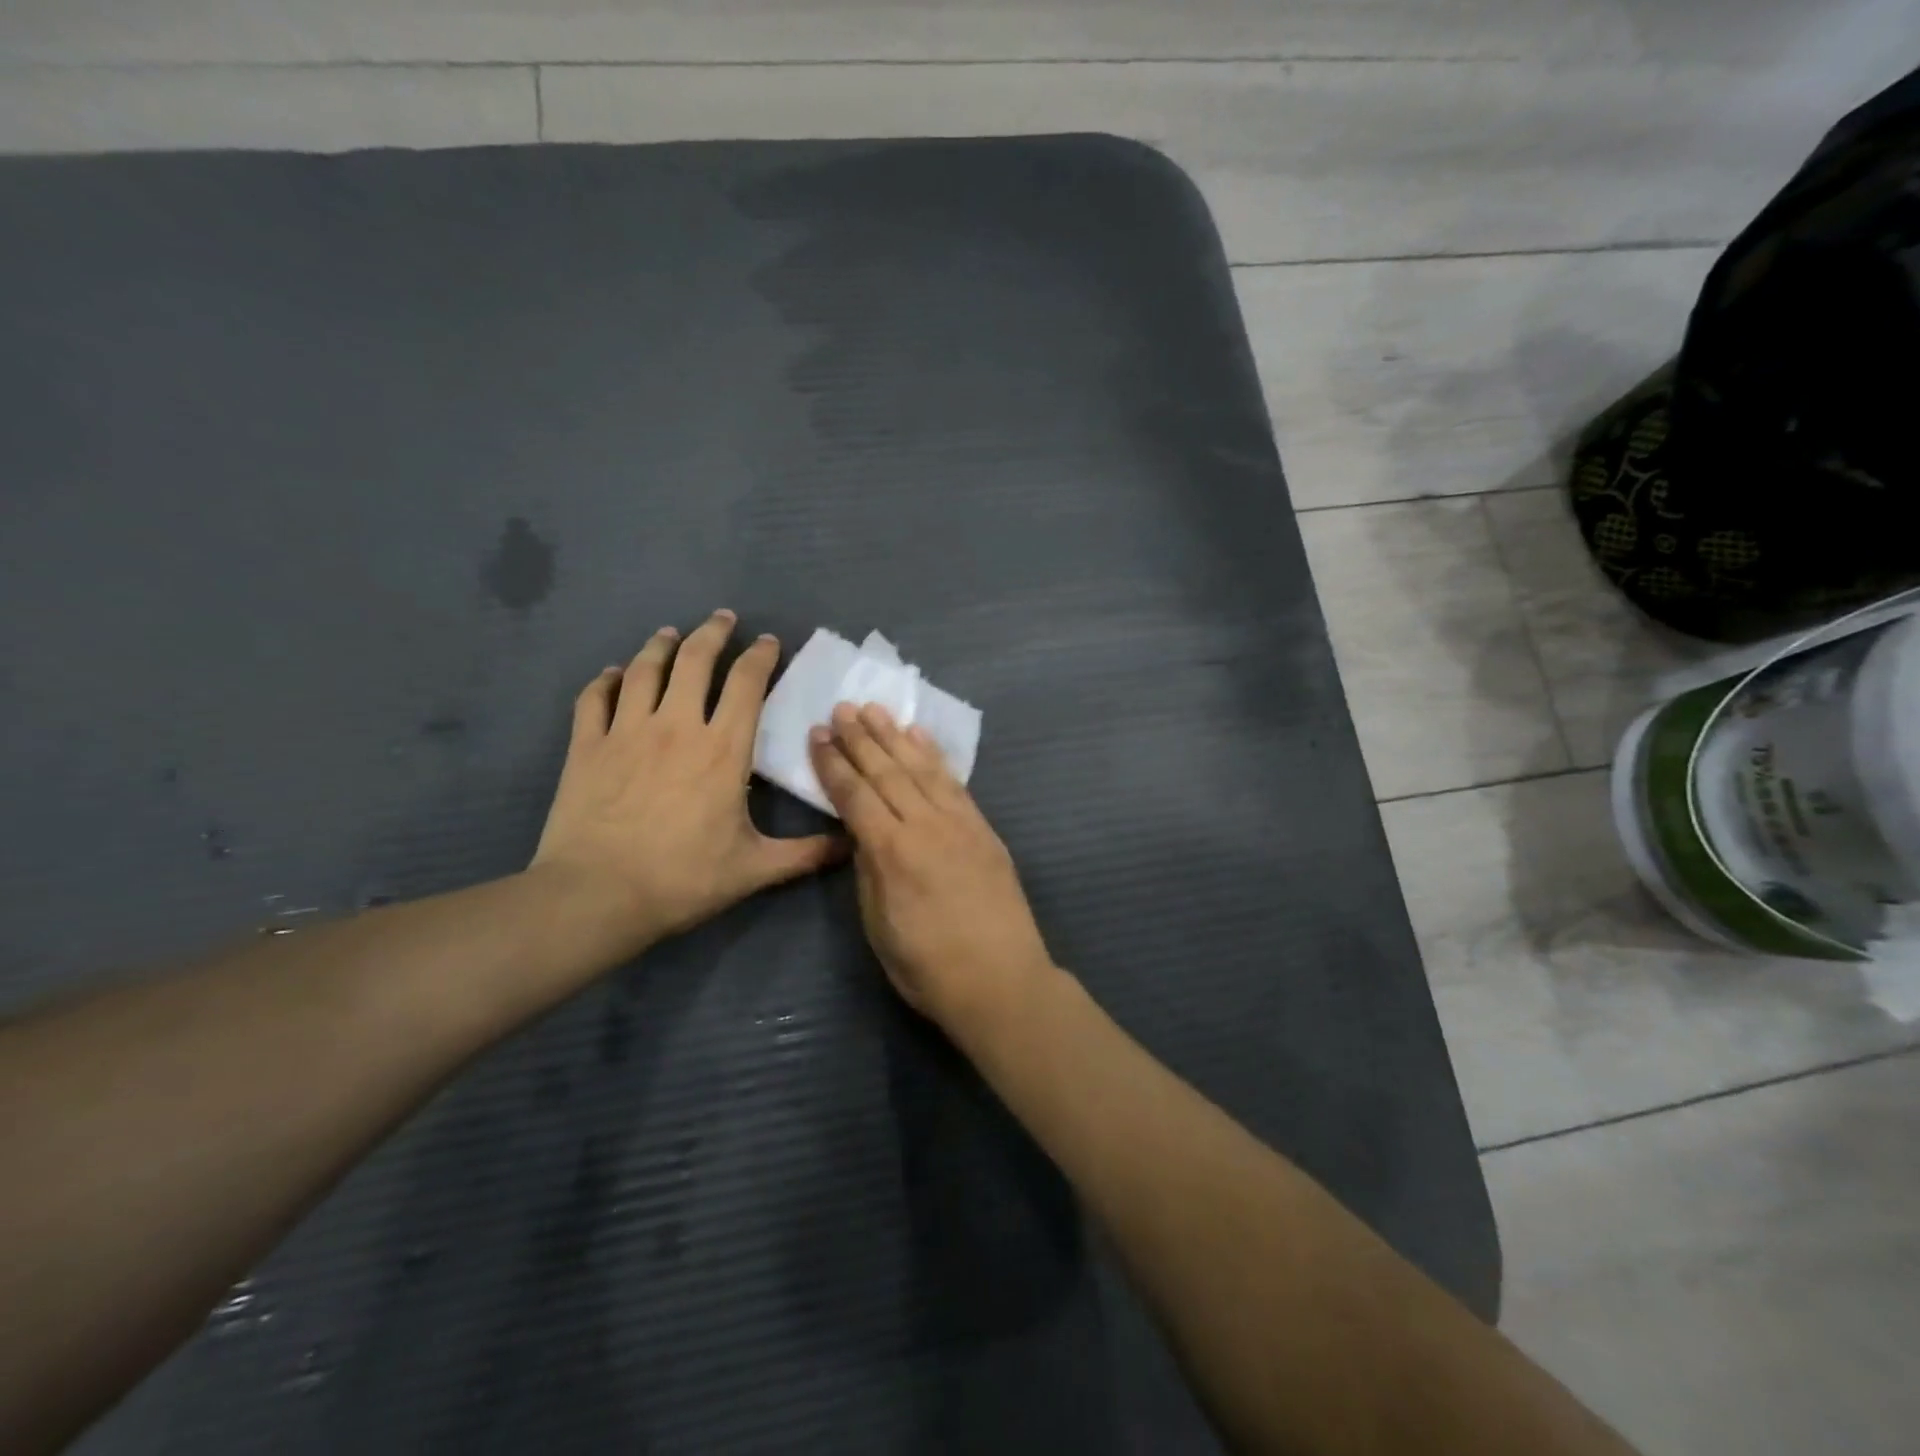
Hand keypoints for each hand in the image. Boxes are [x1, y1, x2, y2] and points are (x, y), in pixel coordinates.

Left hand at [531, 610, 842, 956]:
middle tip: (722, 619)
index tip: (768, 642)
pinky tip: (613, 675)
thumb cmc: (683, 879)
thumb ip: (806, 853)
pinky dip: (606, 680)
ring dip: (660, 645)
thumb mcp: (755, 869)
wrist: (597, 896)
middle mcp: (676, 726)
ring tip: (670, 633)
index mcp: (723, 749)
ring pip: (644, 669)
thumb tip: (852, 844)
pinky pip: (594, 698)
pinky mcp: (586, 746)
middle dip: (712, 633)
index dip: (760, 656)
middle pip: (694, 660)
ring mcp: (626, 731)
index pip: (746, 684)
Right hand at [809, 702, 1054, 1035]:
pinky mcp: (983, 828)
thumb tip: (862, 835)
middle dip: (860, 738)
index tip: (817, 735)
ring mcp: (959, 823)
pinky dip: (934, 755)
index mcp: (892, 852)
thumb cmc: (929, 968)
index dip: (833, 764)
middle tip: (842, 708)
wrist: (1002, 980)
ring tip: (875, 709)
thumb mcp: (878, 926)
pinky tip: (920, 737)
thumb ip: (868, 871)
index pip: (855, 795)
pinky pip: (954, 782)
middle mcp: (925, 826)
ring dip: (895, 736)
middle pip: (887, 772)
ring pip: (921, 768)